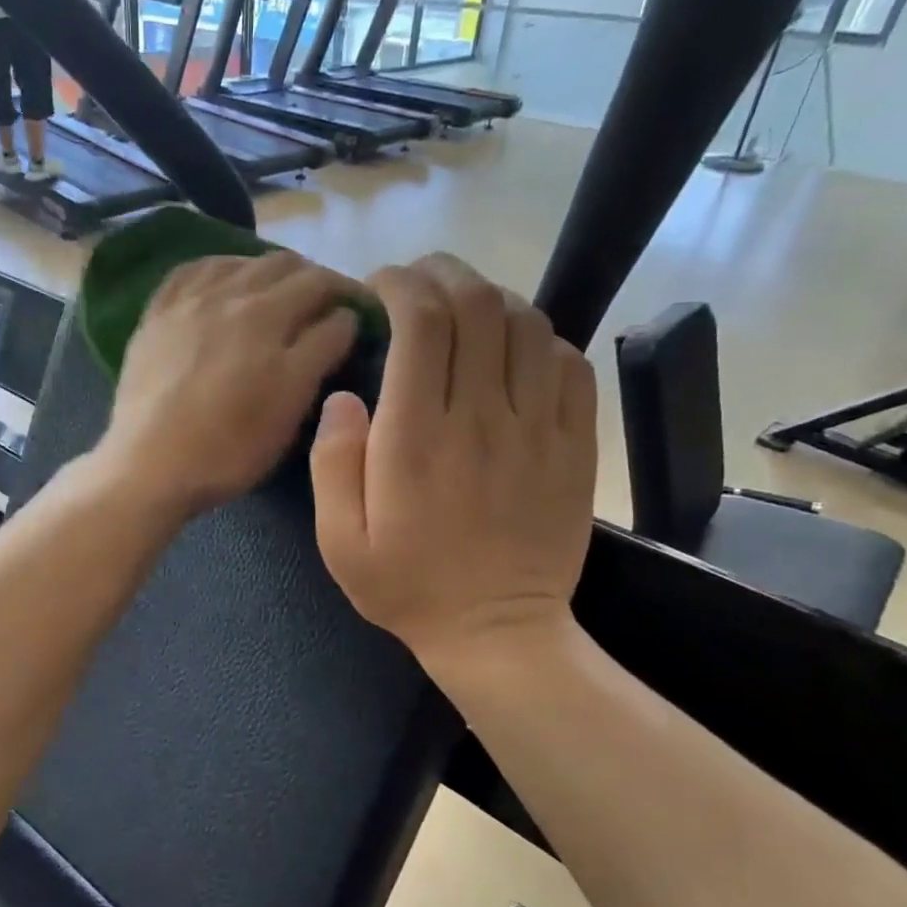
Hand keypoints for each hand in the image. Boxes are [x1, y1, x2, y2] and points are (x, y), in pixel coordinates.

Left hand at [95, 250, 360, 519]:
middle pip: (283, 264)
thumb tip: (343, 316)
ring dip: (267, 271)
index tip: (360, 313)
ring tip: (277, 293)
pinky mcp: (155, 316)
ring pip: (238, 262)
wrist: (150, 465)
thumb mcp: (291, 404)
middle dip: (312, 278)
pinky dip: (219, 269)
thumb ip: (322, 350)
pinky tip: (223, 283)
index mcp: (269, 314)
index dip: (349, 295)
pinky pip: (189, 271)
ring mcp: (186, 301)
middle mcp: (228, 293)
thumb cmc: (230, 445)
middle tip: (324, 306)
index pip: (322, 285)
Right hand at [310, 254, 597, 669]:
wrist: (498, 633)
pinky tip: (514, 350)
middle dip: (444, 273)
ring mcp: (537, 429)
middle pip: (478, 306)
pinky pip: (570, 363)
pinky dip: (540, 338)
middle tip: (419, 280)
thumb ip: (332, 463)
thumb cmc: (408, 586)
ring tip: (464, 309)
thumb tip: (343, 396)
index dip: (401, 284)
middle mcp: (481, 419)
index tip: (380, 286)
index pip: (422, 324)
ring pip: (528, 324)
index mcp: (417, 439)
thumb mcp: (339, 541)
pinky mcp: (574, 445)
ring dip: (492, 298)